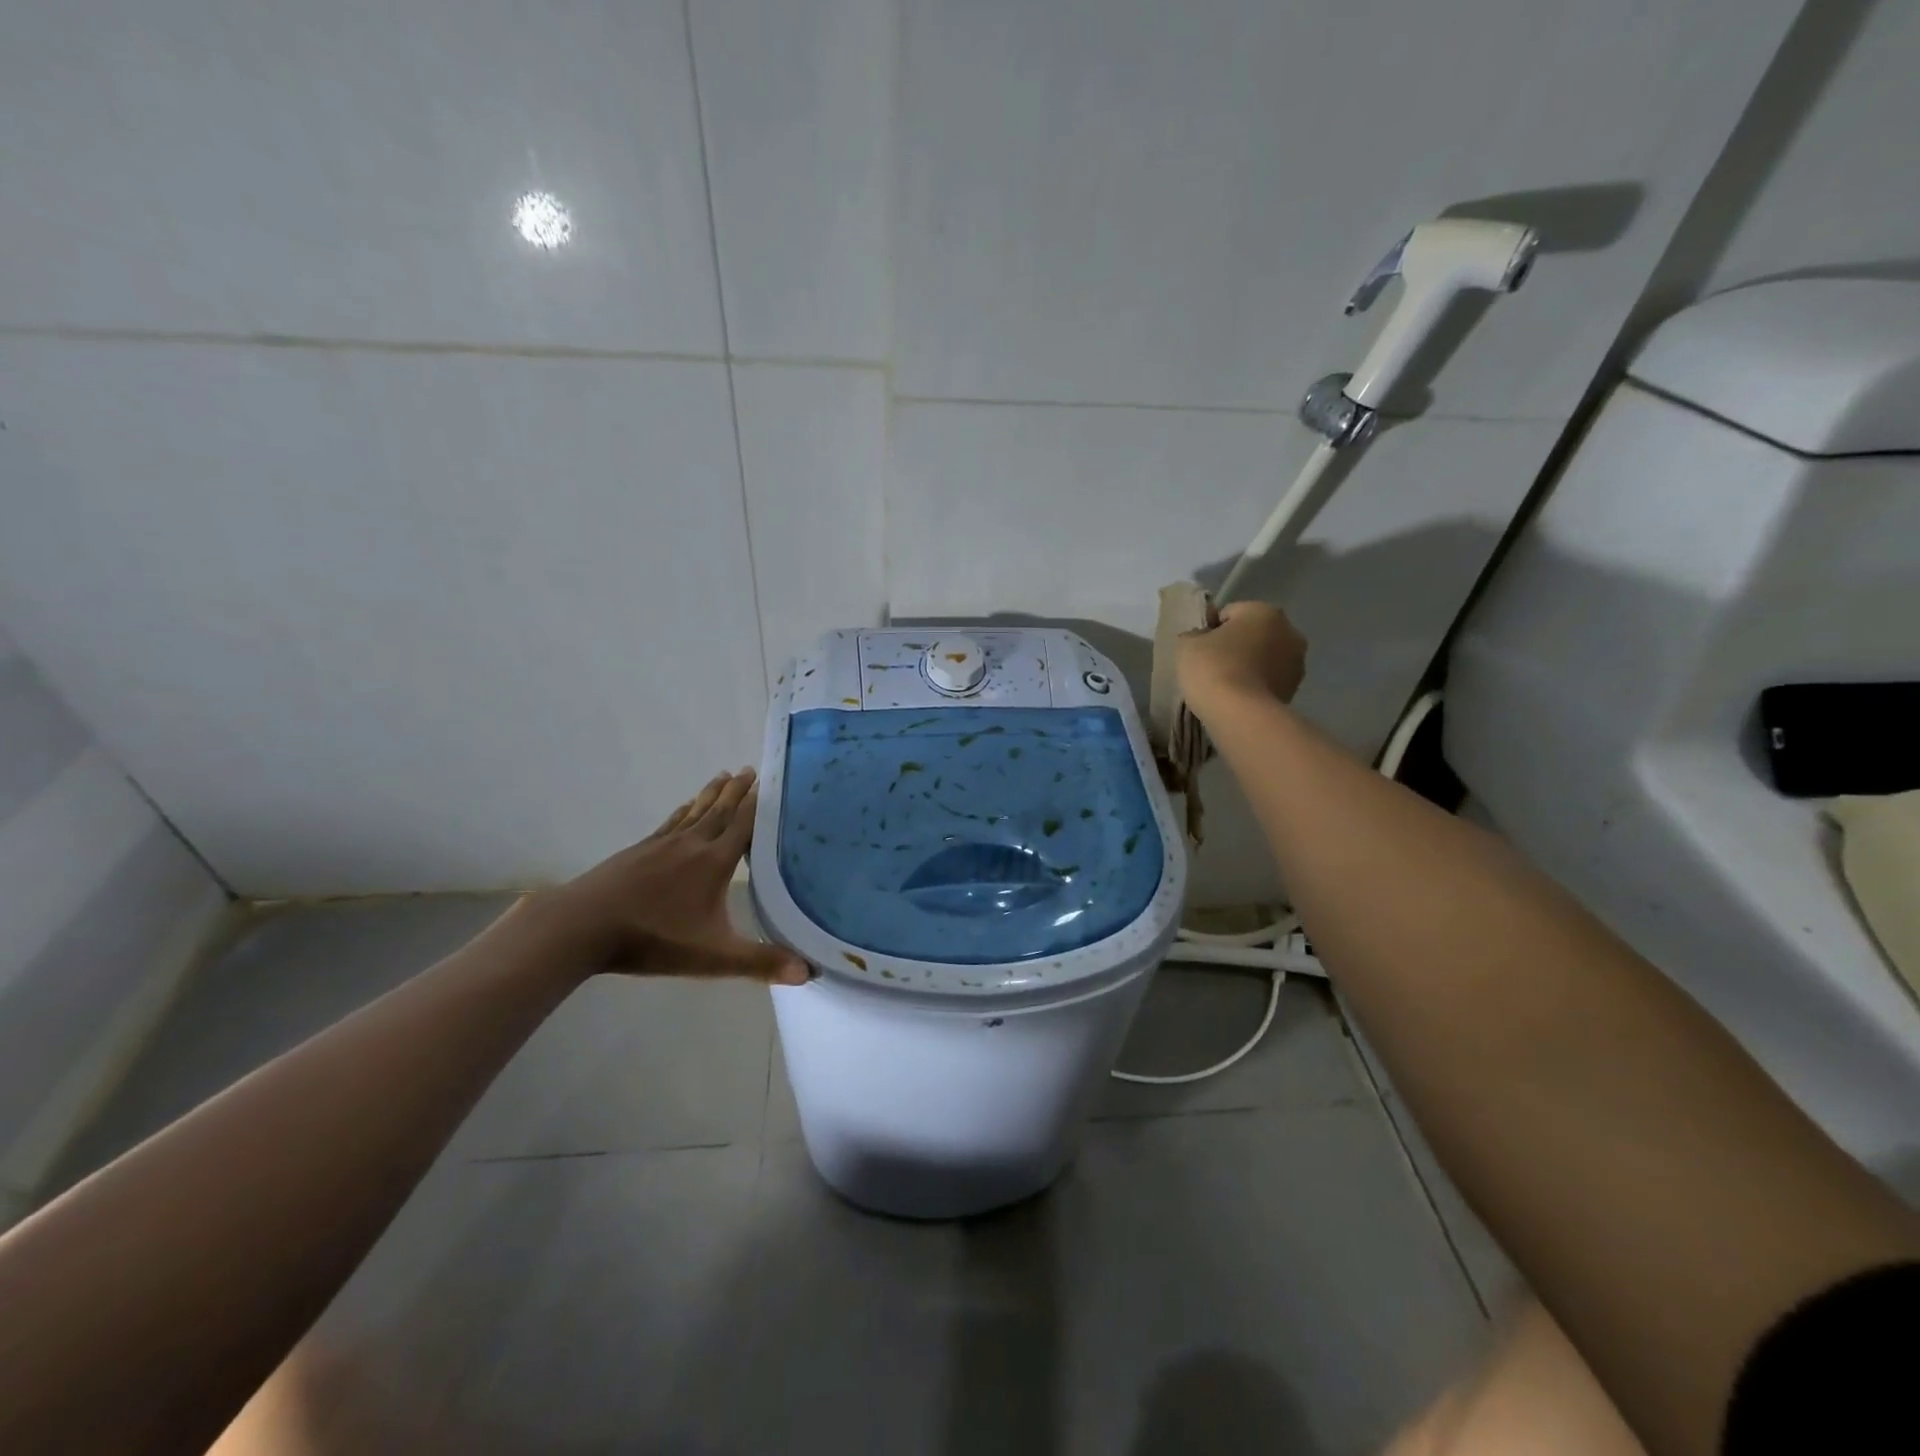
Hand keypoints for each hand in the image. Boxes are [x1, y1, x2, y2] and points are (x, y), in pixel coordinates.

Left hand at [511, 769, 808, 984]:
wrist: (583, 926)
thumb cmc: (654, 938)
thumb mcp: (713, 957)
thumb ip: (760, 962)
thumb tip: (809, 972)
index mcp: (714, 862)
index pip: (743, 826)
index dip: (758, 805)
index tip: (770, 781)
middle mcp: (692, 844)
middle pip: (720, 811)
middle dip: (737, 791)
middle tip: (750, 769)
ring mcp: (662, 844)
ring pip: (695, 812)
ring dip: (712, 794)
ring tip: (723, 776)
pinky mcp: (638, 851)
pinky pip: (670, 822)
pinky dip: (683, 811)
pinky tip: (684, 807)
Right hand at [1175, 601, 1308, 718]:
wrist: (1241, 715)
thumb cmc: (1213, 669)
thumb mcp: (1187, 645)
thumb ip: (1194, 634)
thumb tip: (1202, 638)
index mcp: (1264, 611)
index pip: (1230, 613)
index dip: (1210, 630)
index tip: (1198, 649)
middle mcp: (1289, 631)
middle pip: (1252, 634)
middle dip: (1235, 646)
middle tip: (1211, 667)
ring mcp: (1297, 663)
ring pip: (1263, 658)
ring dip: (1248, 666)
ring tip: (1225, 686)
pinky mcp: (1295, 690)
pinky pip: (1268, 681)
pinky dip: (1256, 686)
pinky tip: (1238, 699)